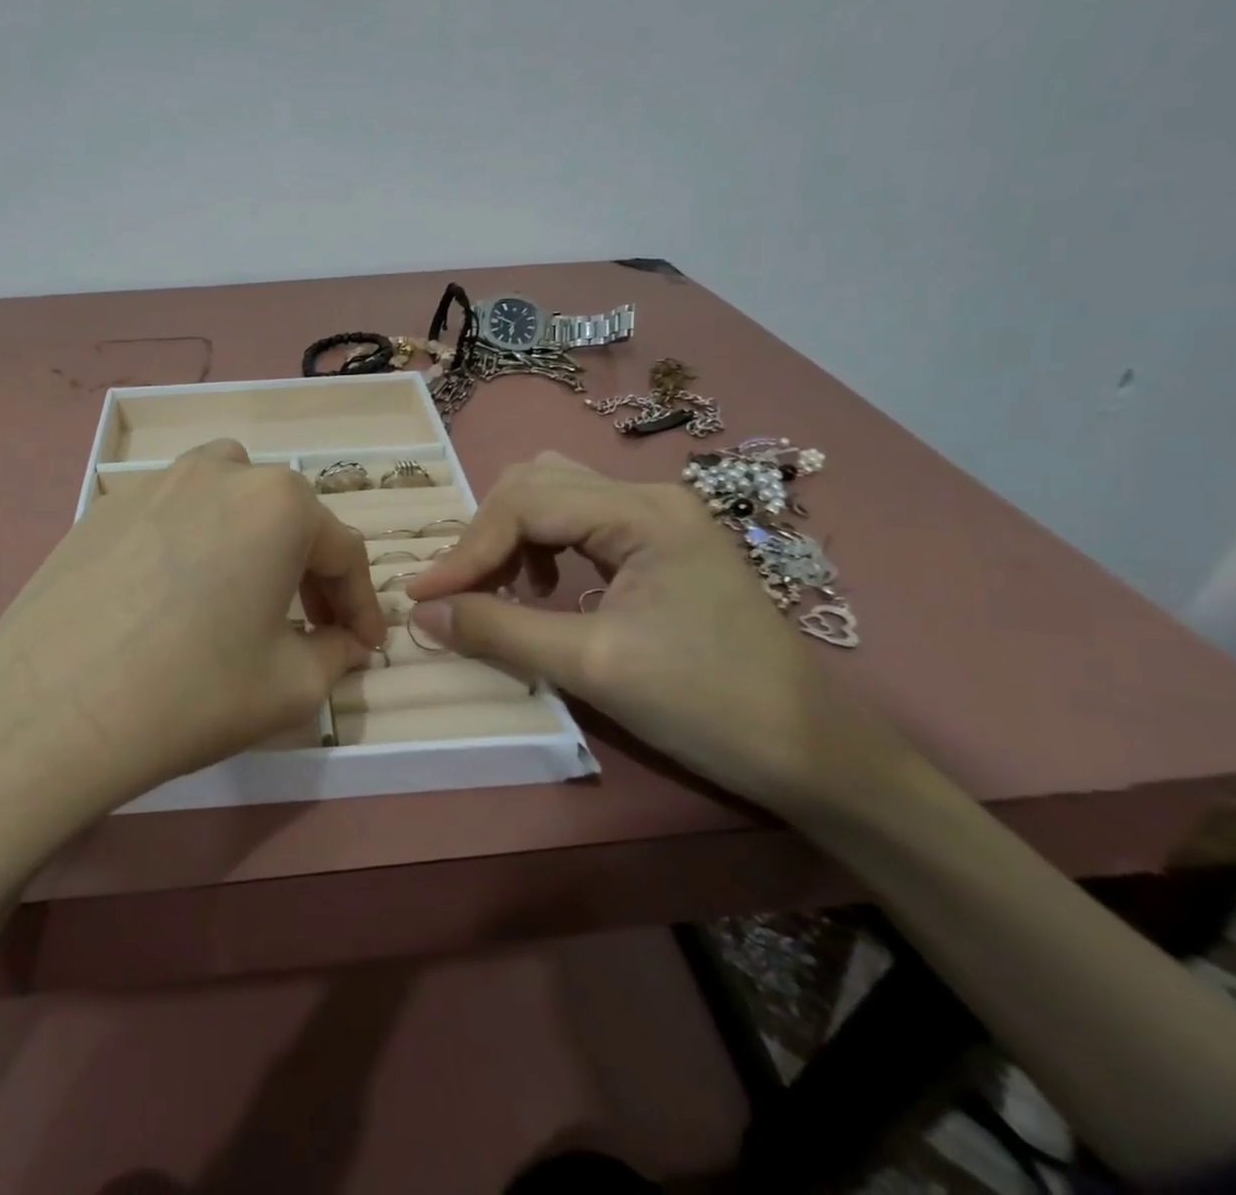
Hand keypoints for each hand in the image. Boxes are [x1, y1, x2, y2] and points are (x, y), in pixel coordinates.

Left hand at [0, 440, 386, 835]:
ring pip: (228, 497)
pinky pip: (171, 513)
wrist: (50, 710)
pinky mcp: (104, 506)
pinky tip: (174, 596)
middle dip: (310, 572)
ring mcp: (154, 482)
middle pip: (287, 517)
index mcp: (279, 503)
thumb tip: (346, 643)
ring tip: (244, 591)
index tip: (367, 646)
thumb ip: (337, 655)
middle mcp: (221, 472)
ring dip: (251, 538)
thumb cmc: (193, 693)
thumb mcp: (291, 687)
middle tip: (311, 626)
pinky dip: (194, 543)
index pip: (343, 551)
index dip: (362, 604)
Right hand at [405, 451, 919, 821]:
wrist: (813, 753)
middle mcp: (649, 497)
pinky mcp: (660, 543)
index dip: (467, 549)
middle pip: (536, 482)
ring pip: (555, 495)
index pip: (526, 504)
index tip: (423, 595)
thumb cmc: (708, 705)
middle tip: (460, 590)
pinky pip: (579, 521)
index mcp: (642, 513)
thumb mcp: (593, 666)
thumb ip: (499, 630)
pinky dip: (541, 546)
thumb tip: (422, 612)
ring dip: (512, 535)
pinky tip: (541, 589)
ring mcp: (658, 517)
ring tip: (497, 588)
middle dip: (487, 534)